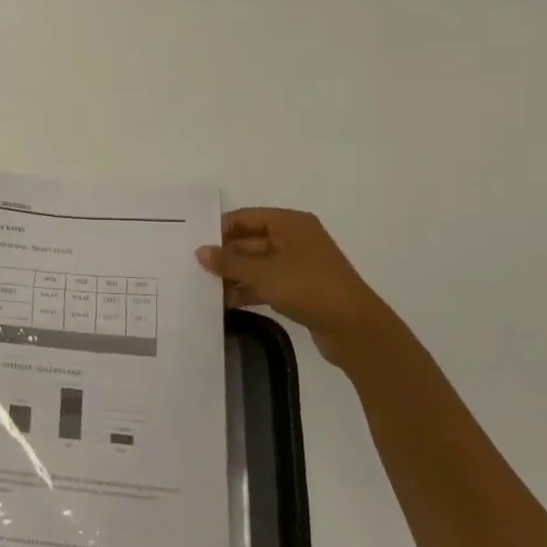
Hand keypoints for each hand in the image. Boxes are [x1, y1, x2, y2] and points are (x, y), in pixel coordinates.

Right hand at [197, 208, 393, 342]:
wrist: (355, 329)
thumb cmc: (309, 288)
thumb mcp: (264, 273)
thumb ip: (230, 261)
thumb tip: (200, 251)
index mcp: (290, 224)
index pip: (245, 218)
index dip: (219, 229)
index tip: (192, 243)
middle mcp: (294, 239)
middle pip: (249, 241)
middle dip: (223, 255)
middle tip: (192, 267)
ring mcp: (297, 265)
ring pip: (256, 264)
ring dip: (233, 275)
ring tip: (202, 286)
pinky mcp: (299, 288)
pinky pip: (265, 283)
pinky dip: (247, 290)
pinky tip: (224, 302)